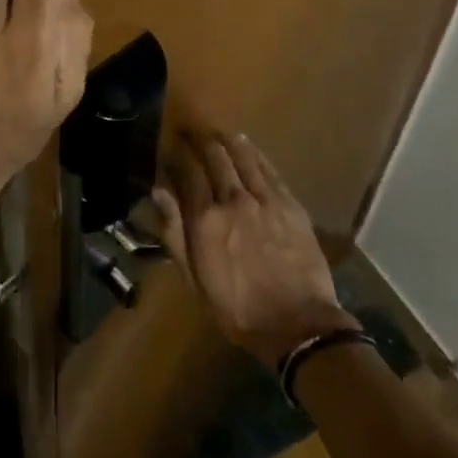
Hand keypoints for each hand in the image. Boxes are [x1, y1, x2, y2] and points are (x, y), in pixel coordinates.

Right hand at [151, 133, 358, 366]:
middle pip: (215, 157)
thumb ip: (175, 233)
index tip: (170, 149)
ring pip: (243, 157)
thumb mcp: (195, 280)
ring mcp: (265, 198)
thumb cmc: (238, 309)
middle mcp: (234, 199)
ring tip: (219, 134)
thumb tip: (159, 193)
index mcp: (206, 219)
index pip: (187, 173)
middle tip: (192, 133)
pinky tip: (249, 147)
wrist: (298, 323)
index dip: (177, 157)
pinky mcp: (290, 203)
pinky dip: (255, 154)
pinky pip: (269, 169)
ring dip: (228, 142)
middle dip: (201, 142)